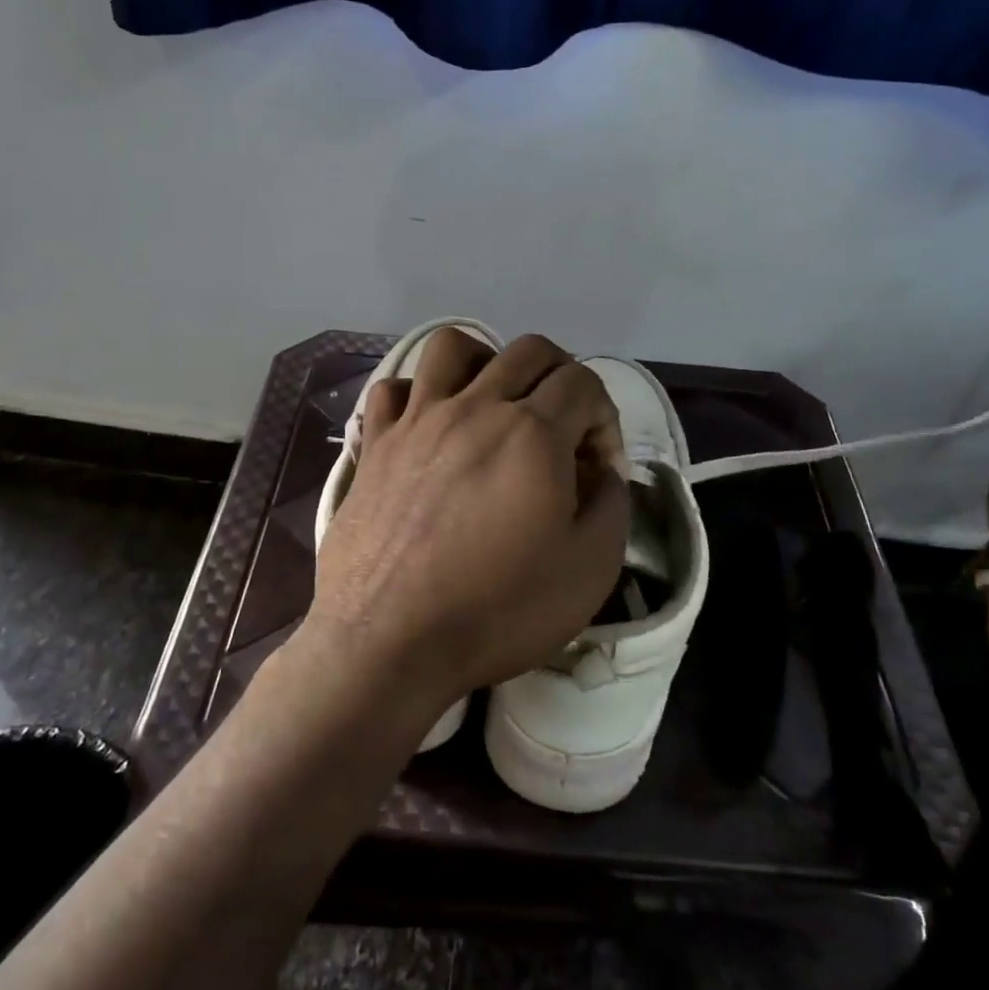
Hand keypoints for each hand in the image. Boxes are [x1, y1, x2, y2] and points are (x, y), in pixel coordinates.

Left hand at [308, 329, 629, 733]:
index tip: (599, 469)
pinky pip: (394, 388)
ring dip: (487, 362)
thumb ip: (612, 505)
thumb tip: (603, 471)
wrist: (388, 642)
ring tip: (495, 404)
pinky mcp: (376, 443)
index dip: (605, 419)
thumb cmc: (496, 611)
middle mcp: (475, 408)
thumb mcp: (589, 570)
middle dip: (560, 377)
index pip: (584, 382)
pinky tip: (430, 426)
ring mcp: (418, 420)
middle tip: (563, 426)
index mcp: (533, 433)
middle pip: (528, 351)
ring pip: (453, 347)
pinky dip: (418, 394)